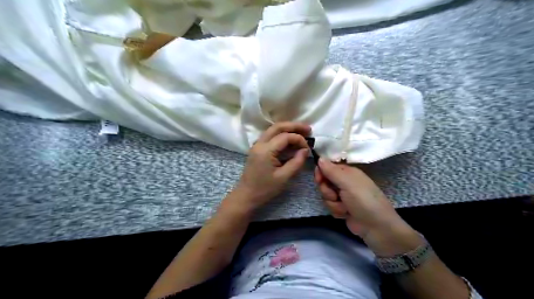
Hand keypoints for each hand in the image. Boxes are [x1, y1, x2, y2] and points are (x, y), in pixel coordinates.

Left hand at [226, 123, 310, 213]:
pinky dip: (281, 135)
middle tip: (308, 129)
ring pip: (273, 130)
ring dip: (287, 129)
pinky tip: (291, 140)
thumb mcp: (284, 177)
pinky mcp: (257, 149)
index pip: (285, 137)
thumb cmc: (265, 189)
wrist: (246, 195)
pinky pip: (270, 136)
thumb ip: (296, 162)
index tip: (308, 148)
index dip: (299, 139)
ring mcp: (257, 145)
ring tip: (302, 132)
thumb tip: (305, 150)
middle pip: (277, 127)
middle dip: (294, 126)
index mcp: (265, 150)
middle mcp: (259, 143)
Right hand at [313, 159, 423, 256]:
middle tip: (335, 196)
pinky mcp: (342, 208)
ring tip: (345, 208)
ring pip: (326, 196)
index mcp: (348, 172)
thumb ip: (332, 171)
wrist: (376, 227)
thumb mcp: (347, 183)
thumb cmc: (364, 200)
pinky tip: (345, 214)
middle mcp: (345, 182)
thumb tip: (319, 158)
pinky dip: (336, 211)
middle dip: (327, 190)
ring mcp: (343, 196)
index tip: (319, 179)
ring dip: (333, 203)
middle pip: (324, 182)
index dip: (321, 172)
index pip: (328, 167)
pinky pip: (330, 206)